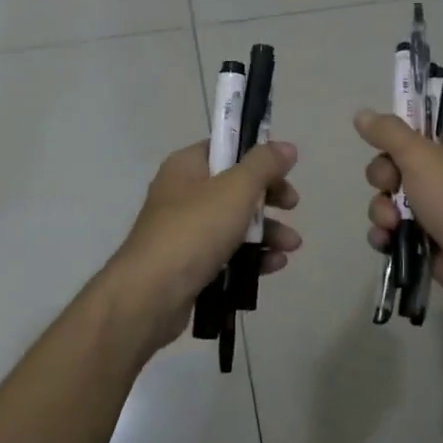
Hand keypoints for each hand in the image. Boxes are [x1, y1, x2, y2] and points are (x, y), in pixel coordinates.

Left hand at [100, 140, 300, 358]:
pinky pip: (227, 253)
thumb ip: (264, 165)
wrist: (150, 295)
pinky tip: (274, 265)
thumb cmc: (194, 231)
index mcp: (187, 167)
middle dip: (269, 198)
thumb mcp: (236, 189)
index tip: (285, 171)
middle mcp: (183, 194)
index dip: (258, 157)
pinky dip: (252, 256)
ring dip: (267, 231)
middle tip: (292, 206)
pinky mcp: (189, 265)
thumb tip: (287, 147)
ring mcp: (184, 232)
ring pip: (234, 223)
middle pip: (235, 187)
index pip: (226, 148)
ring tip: (292, 246)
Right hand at [355, 109, 442, 312]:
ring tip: (391, 224)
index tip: (386, 148)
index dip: (398, 139)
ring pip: (393, 199)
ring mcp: (440, 209)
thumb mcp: (420, 156)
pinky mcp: (429, 239)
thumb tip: (361, 114)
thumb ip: (388, 133)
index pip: (419, 130)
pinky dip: (387, 233)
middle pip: (398, 165)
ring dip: (383, 210)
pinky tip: (386, 240)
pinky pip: (396, 228)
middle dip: (384, 179)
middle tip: (389, 186)